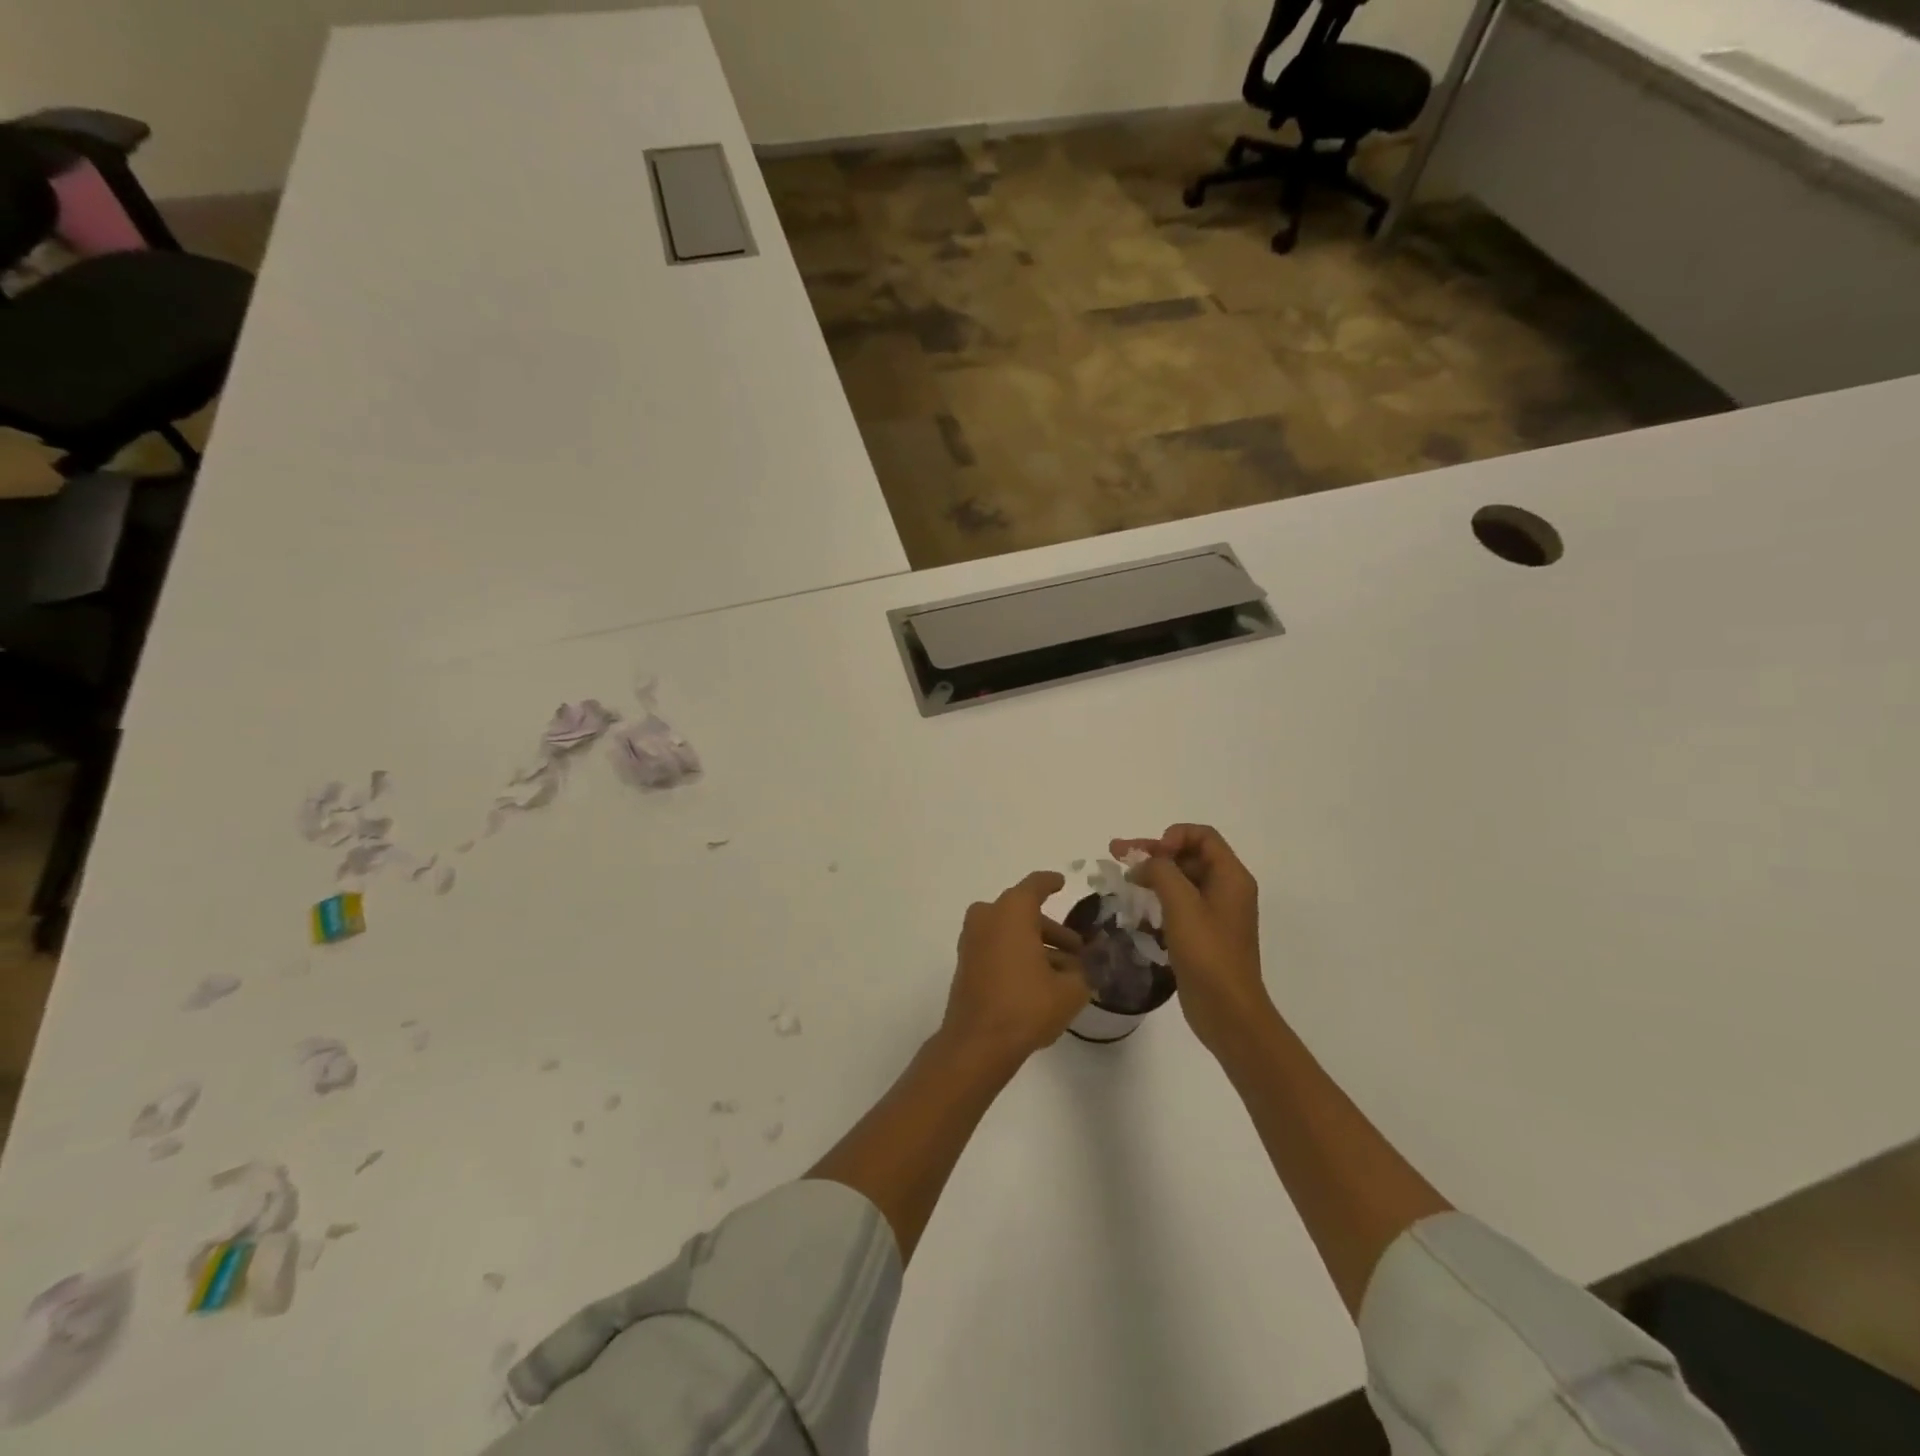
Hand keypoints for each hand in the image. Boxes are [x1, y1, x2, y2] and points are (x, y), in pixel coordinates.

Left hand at [941, 871, 1088, 1065]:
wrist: (978, 1043)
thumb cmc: (1026, 1005)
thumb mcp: (1070, 990)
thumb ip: (1083, 971)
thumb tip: (1082, 965)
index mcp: (1012, 911)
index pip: (1035, 886)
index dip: (1050, 883)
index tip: (1061, 883)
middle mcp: (988, 917)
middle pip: (1023, 912)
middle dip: (1051, 929)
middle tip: (1076, 949)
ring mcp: (972, 941)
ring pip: (1009, 931)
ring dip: (1035, 944)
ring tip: (1064, 971)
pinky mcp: (966, 963)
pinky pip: (996, 947)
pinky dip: (1016, 954)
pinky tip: (1039, 980)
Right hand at [1109, 825, 1269, 1055]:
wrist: (1228, 1012)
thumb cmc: (1208, 954)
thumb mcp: (1182, 905)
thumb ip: (1161, 872)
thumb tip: (1145, 863)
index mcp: (1231, 877)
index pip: (1203, 835)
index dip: (1173, 836)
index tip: (1150, 855)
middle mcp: (1226, 889)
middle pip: (1188, 855)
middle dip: (1153, 852)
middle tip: (1116, 854)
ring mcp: (1214, 913)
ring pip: (1181, 880)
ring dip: (1152, 875)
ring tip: (1121, 879)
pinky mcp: (1202, 934)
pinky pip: (1178, 904)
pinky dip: (1157, 899)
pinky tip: (1134, 908)